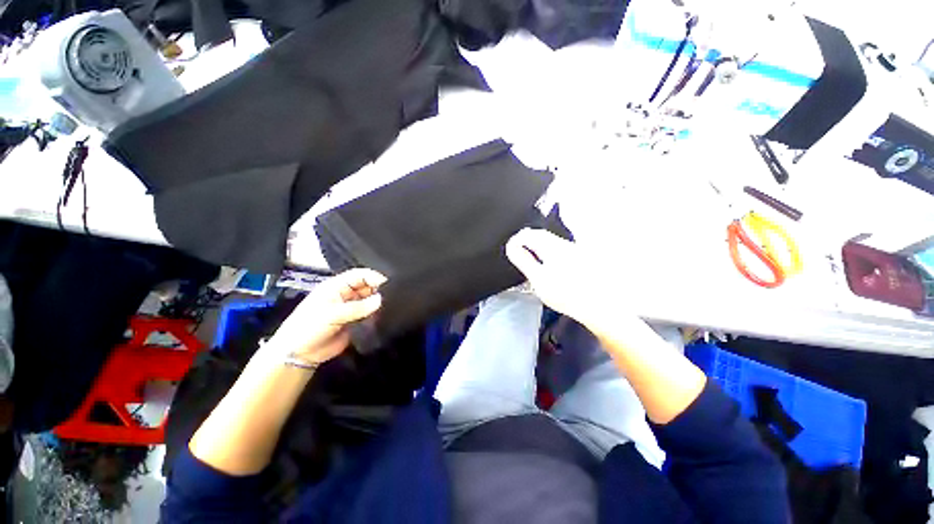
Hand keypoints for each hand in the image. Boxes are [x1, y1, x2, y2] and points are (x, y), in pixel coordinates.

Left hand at [266, 268, 386, 365]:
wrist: (299, 354)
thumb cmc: (309, 327)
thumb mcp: (332, 314)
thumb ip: (358, 307)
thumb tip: (381, 300)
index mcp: (337, 286)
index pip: (360, 275)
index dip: (374, 276)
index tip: (388, 284)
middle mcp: (347, 294)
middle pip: (367, 286)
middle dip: (379, 289)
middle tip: (393, 297)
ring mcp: (352, 308)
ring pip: (371, 300)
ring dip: (379, 303)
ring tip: (391, 307)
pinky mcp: (356, 321)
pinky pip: (370, 314)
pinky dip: (377, 314)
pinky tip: (385, 316)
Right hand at [505, 228, 629, 330]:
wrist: (601, 305)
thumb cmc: (566, 293)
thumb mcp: (538, 278)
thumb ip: (523, 260)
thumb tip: (512, 247)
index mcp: (550, 246)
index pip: (527, 234)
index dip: (516, 240)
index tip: (510, 250)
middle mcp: (563, 243)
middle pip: (540, 235)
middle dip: (527, 241)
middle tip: (518, 253)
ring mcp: (574, 250)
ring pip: (550, 242)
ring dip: (538, 247)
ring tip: (532, 260)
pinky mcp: (581, 257)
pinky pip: (559, 249)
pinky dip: (549, 253)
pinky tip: (550, 266)